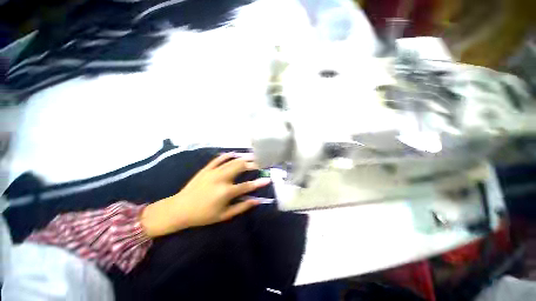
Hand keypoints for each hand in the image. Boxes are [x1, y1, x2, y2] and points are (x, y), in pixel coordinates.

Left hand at [140, 153, 270, 237]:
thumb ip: (242, 207)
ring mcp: (213, 172)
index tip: (268, 179)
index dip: (259, 183)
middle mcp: (221, 179)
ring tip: (252, 156)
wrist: (179, 209)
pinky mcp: (206, 169)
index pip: (247, 186)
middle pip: (240, 167)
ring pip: (232, 161)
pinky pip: (218, 159)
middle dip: (252, 164)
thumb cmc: (203, 215)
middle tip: (260, 162)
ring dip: (243, 158)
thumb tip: (257, 201)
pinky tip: (234, 153)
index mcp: (226, 192)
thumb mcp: (224, 215)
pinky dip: (227, 155)